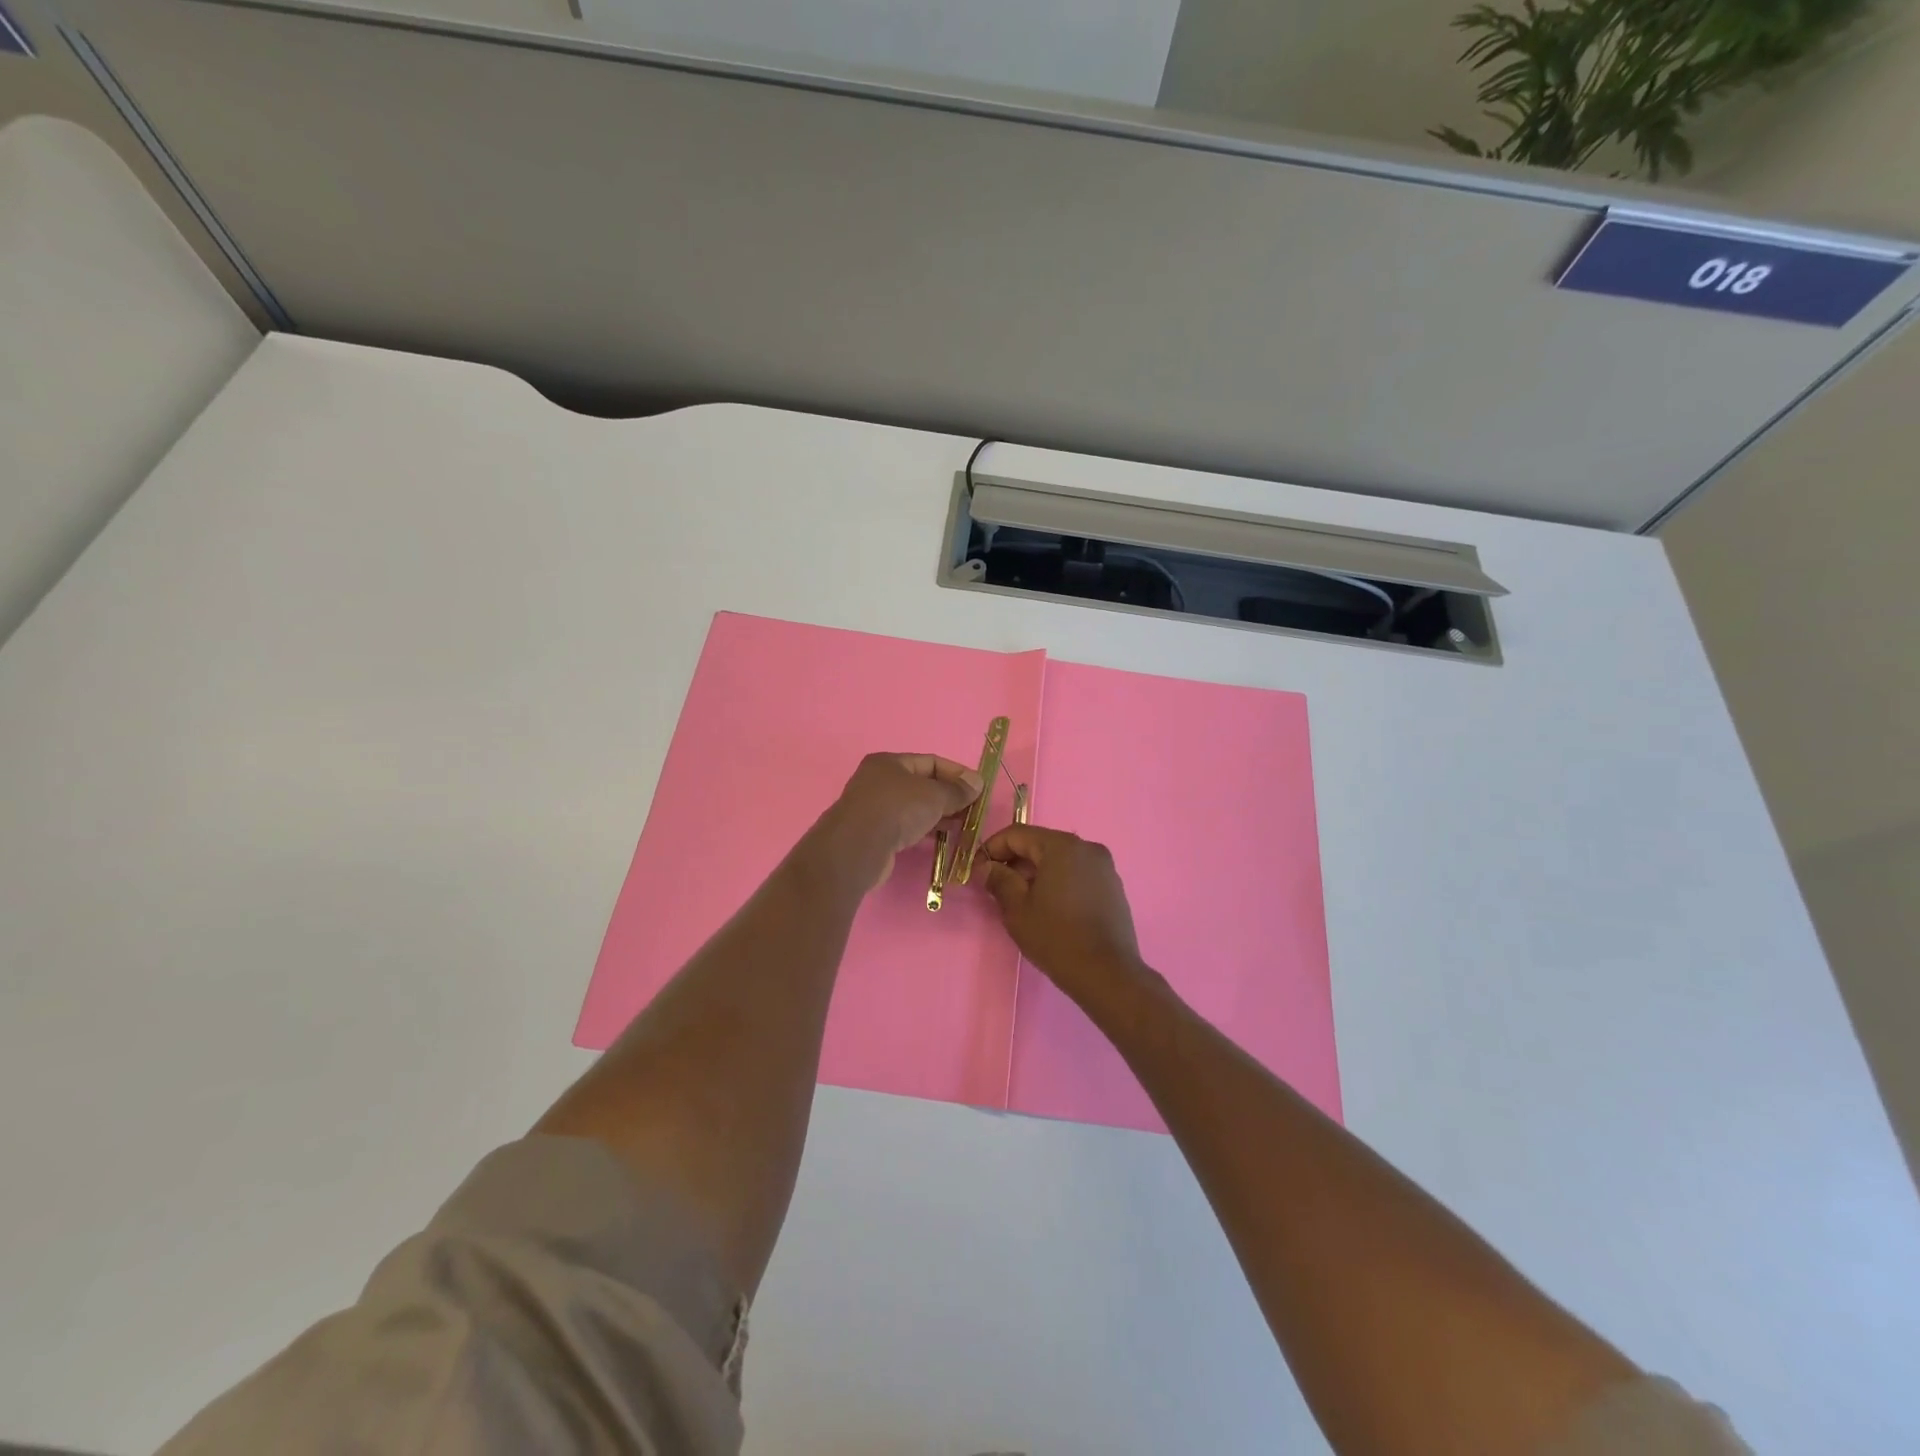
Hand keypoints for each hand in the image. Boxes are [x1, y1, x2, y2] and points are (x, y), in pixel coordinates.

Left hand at [813, 752, 982, 892]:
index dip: (957, 773)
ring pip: (914, 807)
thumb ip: (957, 790)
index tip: (978, 788)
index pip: (931, 762)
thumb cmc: (897, 809)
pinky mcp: (873, 833)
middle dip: (949, 796)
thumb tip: (976, 784)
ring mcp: (874, 808)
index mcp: (889, 762)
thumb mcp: (934, 795)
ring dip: (939, 814)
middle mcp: (878, 781)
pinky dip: (924, 829)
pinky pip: (905, 825)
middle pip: (922, 784)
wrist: (857, 847)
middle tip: (972, 809)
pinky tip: (941, 838)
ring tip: (962, 825)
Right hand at [981, 825, 1151, 1006]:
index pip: (1017, 834)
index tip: (977, 871)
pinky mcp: (1113, 887)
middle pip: (1040, 844)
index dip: (991, 849)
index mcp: (1062, 846)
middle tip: (995, 887)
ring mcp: (1104, 867)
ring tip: (1020, 900)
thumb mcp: (1017, 909)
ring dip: (1036, 873)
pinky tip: (1048, 908)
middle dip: (1014, 862)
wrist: (1107, 974)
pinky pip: (1077, 874)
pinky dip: (1058, 882)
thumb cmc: (1057, 938)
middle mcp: (1087, 848)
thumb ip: (999, 880)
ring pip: (1059, 860)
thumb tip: (987, 867)